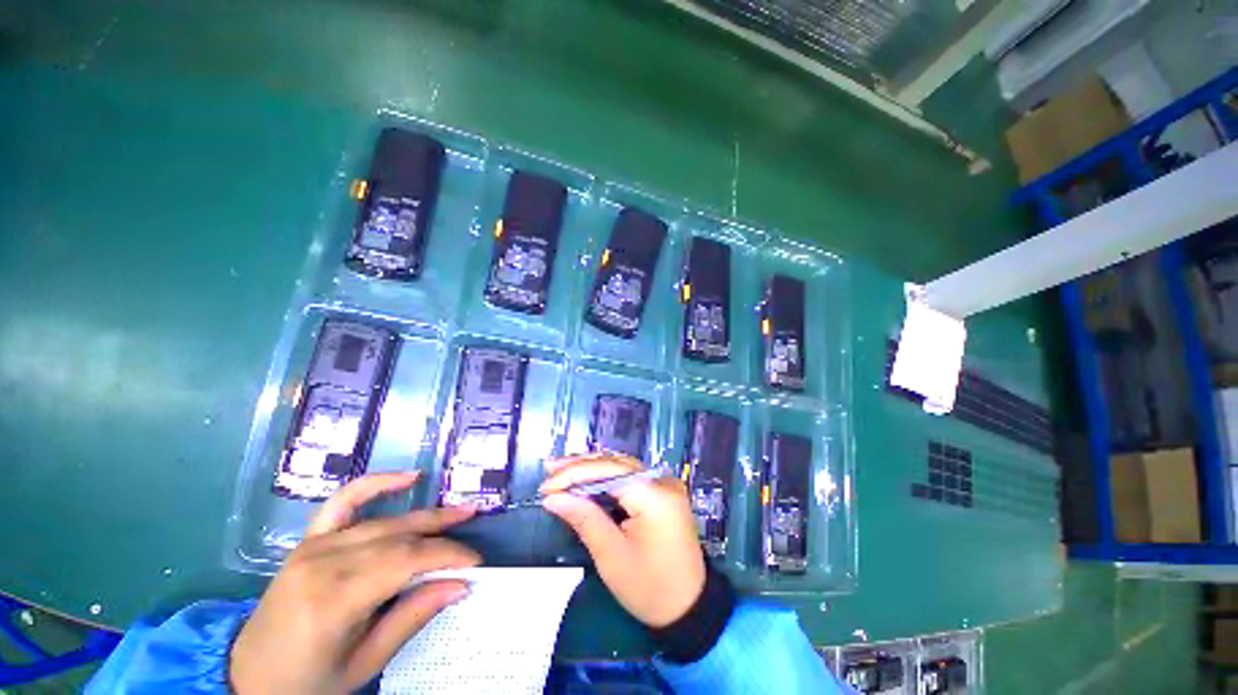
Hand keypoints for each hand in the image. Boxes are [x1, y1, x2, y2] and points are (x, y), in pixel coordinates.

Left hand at [230, 473, 479, 694]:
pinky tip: (408, 477)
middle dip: (442, 535)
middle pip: (399, 537)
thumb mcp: (364, 664)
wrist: (249, 677)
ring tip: (460, 511)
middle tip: (474, 534)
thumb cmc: (308, 681)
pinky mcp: (309, 540)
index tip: (475, 563)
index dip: (447, 556)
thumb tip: (459, 585)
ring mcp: (314, 546)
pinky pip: (344, 501)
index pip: (405, 561)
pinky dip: (377, 484)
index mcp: (333, 599)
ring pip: (385, 522)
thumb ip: (411, 618)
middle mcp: (324, 562)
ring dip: (426, 516)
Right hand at [540, 453, 704, 627]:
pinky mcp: (663, 491)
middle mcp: (662, 480)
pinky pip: (630, 475)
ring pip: (622, 465)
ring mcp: (665, 483)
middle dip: (580, 466)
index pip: (607, 471)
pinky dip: (606, 475)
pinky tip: (587, 476)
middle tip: (549, 469)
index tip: (546, 487)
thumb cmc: (650, 588)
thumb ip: (584, 519)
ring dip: (591, 467)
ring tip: (561, 469)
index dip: (574, 475)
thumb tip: (553, 498)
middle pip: (615, 462)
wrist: (690, 607)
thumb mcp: (612, 557)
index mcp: (653, 495)